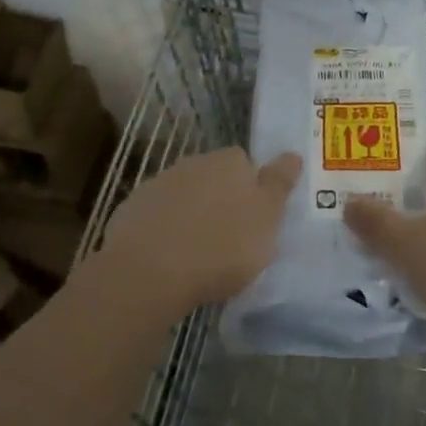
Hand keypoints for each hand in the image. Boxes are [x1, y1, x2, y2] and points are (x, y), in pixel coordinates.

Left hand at [98, 147, 300, 318]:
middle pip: (214, 178)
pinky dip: (164, 230)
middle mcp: (195, 162)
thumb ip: (279, 185)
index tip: (253, 220)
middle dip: (221, 200)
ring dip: (191, 215)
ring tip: (197, 253)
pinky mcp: (132, 209)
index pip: (246, 163)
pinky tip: (168, 258)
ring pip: (185, 195)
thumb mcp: (266, 219)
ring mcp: (160, 183)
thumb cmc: (221, 246)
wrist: (149, 272)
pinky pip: (158, 216)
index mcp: (230, 161)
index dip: (251, 190)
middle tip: (229, 239)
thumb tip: (293, 154)